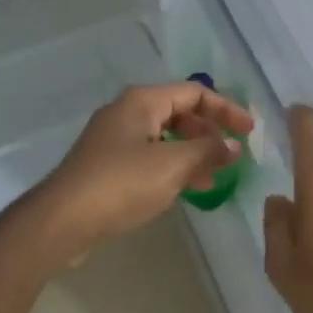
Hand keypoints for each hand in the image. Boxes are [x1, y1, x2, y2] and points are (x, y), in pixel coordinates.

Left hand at [28, 83, 254, 258]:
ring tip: (214, 178)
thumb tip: (234, 145)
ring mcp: (114, 139)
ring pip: (165, 138)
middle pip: (179, 113)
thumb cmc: (122, 183)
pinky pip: (150, 157)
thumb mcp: (173, 165)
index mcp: (142, 101)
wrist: (62, 220)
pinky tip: (185, 190)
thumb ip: (208, 151)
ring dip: (193, 153)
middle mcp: (127, 112)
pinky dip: (172, 167)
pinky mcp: (107, 165)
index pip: (194, 93)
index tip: (249, 132)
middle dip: (209, 133)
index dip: (226, 109)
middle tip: (231, 157)